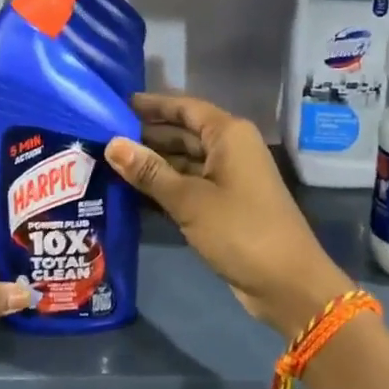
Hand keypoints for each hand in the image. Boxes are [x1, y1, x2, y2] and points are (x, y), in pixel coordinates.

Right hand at [105, 92, 353, 341]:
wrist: (287, 283)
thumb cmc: (240, 230)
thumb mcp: (189, 200)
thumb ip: (149, 172)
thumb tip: (111, 143)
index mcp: (228, 135)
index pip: (184, 108)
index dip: (151, 105)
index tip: (115, 105)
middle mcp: (230, 149)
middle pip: (182, 134)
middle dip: (146, 136)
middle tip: (101, 138)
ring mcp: (228, 179)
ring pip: (183, 162)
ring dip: (152, 164)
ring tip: (108, 164)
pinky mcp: (224, 206)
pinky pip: (188, 186)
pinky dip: (164, 188)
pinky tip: (131, 193)